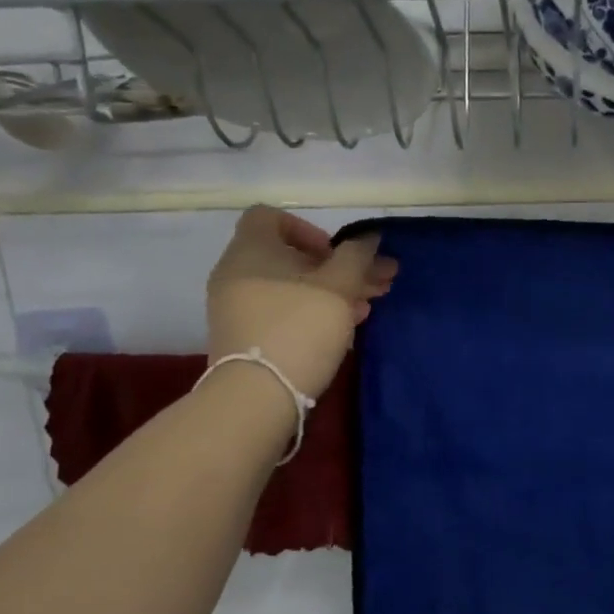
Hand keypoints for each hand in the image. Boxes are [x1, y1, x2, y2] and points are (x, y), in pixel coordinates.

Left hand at [206, 207, 396, 399]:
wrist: (257, 397)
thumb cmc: (298, 327)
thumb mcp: (338, 286)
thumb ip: (356, 256)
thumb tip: (368, 238)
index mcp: (251, 250)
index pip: (270, 217)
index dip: (308, 228)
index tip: (335, 254)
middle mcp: (237, 274)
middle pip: (292, 258)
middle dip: (339, 268)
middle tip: (377, 282)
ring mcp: (237, 310)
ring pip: (292, 289)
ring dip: (333, 292)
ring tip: (369, 308)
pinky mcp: (245, 340)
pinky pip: (282, 314)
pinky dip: (312, 313)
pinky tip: (344, 328)